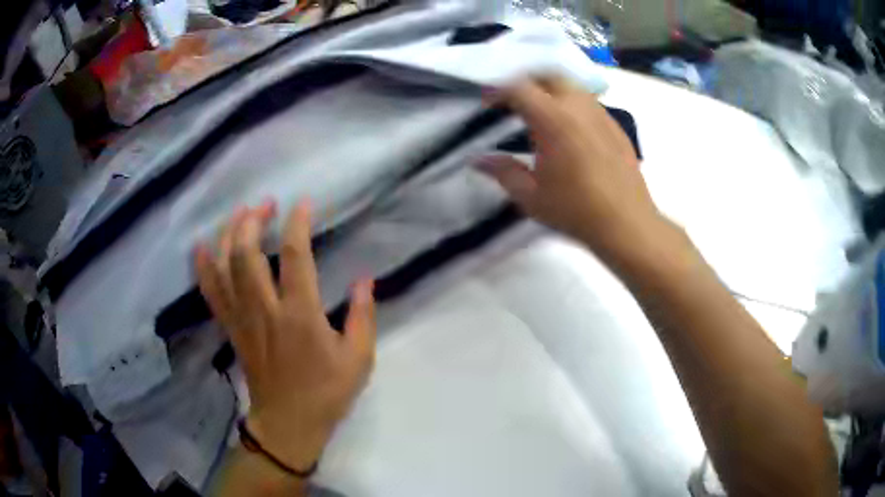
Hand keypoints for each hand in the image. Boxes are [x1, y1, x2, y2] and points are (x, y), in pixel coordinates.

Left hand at [195, 200, 375, 471]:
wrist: (289, 423)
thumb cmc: (326, 392)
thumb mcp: (358, 359)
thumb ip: (363, 316)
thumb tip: (365, 280)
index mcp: (300, 315)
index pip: (295, 257)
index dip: (297, 224)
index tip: (302, 203)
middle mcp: (265, 310)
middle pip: (247, 254)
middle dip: (253, 221)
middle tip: (264, 204)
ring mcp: (243, 319)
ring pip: (225, 267)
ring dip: (229, 235)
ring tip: (239, 214)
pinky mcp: (231, 329)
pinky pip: (211, 293)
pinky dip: (203, 267)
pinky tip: (202, 247)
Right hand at [479, 76, 664, 259]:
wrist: (626, 224)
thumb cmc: (575, 211)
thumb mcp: (530, 196)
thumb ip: (503, 172)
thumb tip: (478, 160)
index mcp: (553, 119)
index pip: (519, 88)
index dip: (498, 90)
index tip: (487, 102)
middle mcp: (578, 107)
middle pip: (549, 75)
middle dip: (527, 80)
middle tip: (514, 98)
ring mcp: (601, 114)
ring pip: (572, 85)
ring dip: (551, 89)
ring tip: (541, 110)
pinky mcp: (616, 126)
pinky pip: (590, 102)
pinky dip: (572, 104)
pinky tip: (570, 129)